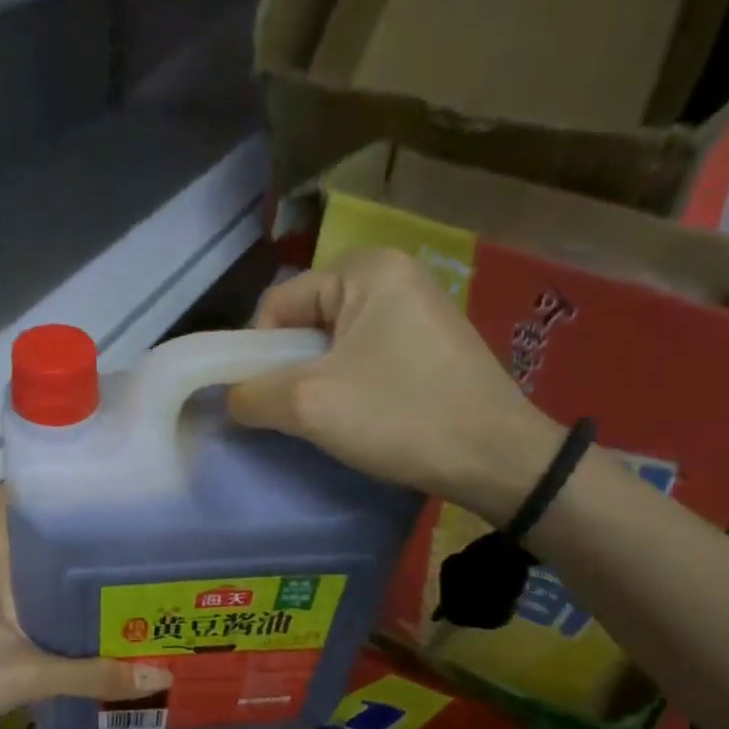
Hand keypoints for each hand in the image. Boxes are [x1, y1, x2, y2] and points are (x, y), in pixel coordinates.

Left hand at [0, 485, 170, 728]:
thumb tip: (160, 675)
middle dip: (65, 529)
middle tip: (120, 533)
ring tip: (109, 573)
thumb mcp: (27, 678)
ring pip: (21, 569)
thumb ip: (91, 676)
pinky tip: (76, 621)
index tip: (84, 481)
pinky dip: (45, 604)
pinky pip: (18, 601)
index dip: (36, 481)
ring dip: (57, 570)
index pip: (3, 499)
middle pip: (22, 533)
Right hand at [227, 248, 562, 522]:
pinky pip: (367, 354)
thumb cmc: (401, 417)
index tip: (267, 399)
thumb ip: (252, 394)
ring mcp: (418, 307)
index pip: (278, 304)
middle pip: (306, 321)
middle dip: (291, 368)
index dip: (258, 353)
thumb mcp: (308, 405)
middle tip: (298, 412)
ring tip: (331, 419)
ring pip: (335, 342)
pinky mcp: (432, 341)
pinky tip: (364, 415)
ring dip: (319, 380)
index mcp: (365, 269)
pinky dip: (351, 383)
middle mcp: (394, 274)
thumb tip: (230, 397)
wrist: (498, 458)